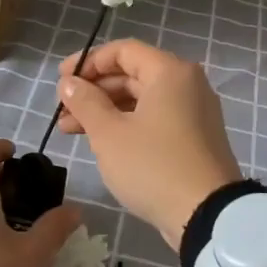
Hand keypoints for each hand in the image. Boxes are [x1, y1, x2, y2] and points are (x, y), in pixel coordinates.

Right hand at [55, 40, 241, 249]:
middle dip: (93, 90)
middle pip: (132, 74)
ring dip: (105, 110)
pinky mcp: (194, 137)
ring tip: (70, 130)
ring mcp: (194, 112)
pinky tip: (101, 141)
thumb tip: (69, 83)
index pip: (123, 51)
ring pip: (141, 99)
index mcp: (170, 72)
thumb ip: (85, 102)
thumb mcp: (109, 134)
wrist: (206, 215)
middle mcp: (187, 84)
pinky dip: (127, 124)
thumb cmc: (153, 166)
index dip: (88, 61)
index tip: (61, 81)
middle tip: (62, 111)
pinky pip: (155, 118)